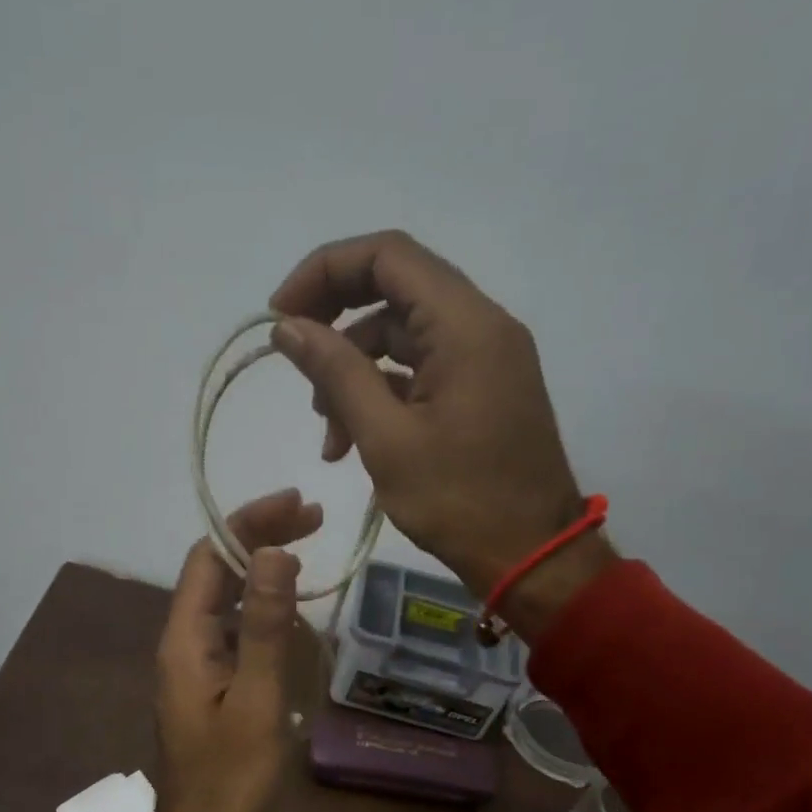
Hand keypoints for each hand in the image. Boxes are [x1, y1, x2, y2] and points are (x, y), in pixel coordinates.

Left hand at [143, 489, 320, 811]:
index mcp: (184, 641)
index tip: (298, 506)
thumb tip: (273, 553)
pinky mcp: (212, 690)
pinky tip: (293, 619)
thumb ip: (264, 627)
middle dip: (260, 541)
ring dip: (263, 576)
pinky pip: (236, 636)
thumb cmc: (232, 780)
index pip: (209, 558)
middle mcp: (183, 645)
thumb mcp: (257, 700)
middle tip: (314, 520)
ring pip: (227, 604)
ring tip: (309, 558)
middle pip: (216, 574)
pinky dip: (264, 615)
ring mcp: (197, 669)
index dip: (249, 524)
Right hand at [269, 230, 613, 634]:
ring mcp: (484, 359)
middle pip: (394, 291)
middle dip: (335, 325)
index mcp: (465, 325)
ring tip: (328, 437)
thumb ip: (336, 373)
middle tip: (292, 364)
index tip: (279, 315)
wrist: (532, 555)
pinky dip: (381, 395)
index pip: (387, 256)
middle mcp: (481, 326)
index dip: (324, 272)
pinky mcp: (481, 390)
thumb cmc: (459, 500)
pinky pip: (421, 371)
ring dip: (353, 373)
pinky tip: (351, 442)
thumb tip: (287, 327)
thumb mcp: (386, 438)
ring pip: (402, 338)